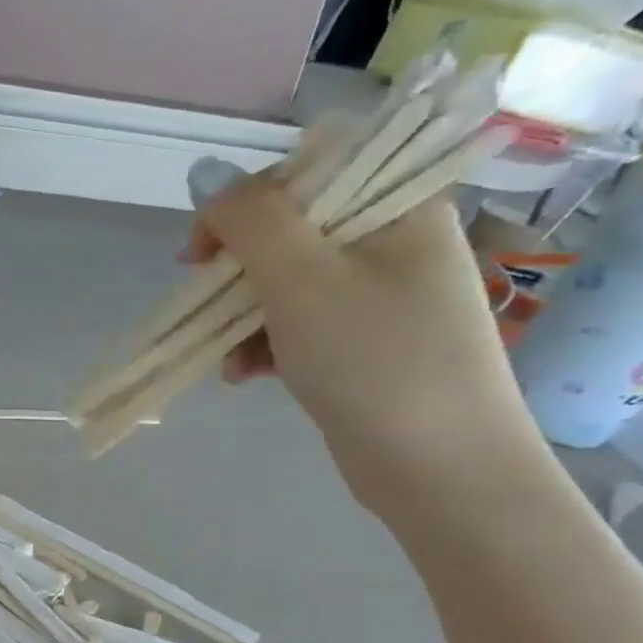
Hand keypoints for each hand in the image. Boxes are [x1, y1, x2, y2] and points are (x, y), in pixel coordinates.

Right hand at [187, 167, 545, 514]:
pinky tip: (245, 375)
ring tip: (228, 360)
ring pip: (285, 284)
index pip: (304, 174)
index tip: (203, 252)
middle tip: (205, 303)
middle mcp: (393, 242)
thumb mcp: (302, 279)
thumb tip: (207, 176)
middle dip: (236, 271)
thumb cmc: (374, 360)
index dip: (242, 206)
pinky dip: (263, 346)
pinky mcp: (363, 343)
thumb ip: (250, 219)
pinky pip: (297, 325)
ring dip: (241, 316)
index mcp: (398, 207)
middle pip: (288, 232)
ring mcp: (381, 296)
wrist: (439, 468)